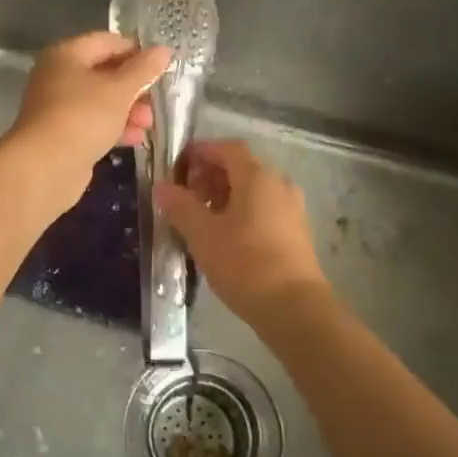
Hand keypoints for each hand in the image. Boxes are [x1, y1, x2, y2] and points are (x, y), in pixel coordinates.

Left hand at [7, 32, 171, 208]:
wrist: (46, 166)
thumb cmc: (83, 116)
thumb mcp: (120, 90)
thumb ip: (143, 69)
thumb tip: (163, 50)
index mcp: (66, 54)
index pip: (107, 41)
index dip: (136, 51)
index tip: (161, 66)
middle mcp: (57, 76)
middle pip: (104, 72)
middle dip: (134, 87)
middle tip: (155, 101)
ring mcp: (57, 107)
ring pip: (100, 101)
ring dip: (127, 110)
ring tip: (148, 124)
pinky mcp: (61, 134)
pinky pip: (92, 123)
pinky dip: (113, 128)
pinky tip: (135, 139)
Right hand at [155, 139, 330, 328]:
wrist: (294, 308)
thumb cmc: (245, 263)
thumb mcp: (203, 234)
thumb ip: (180, 206)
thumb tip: (161, 187)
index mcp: (257, 176)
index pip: (226, 148)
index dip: (200, 151)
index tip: (177, 166)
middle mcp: (278, 184)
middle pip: (240, 167)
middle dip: (209, 176)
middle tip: (184, 197)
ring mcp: (291, 208)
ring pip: (252, 190)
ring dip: (224, 196)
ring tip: (200, 219)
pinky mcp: (295, 231)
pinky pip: (263, 208)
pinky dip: (241, 212)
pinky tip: (224, 237)